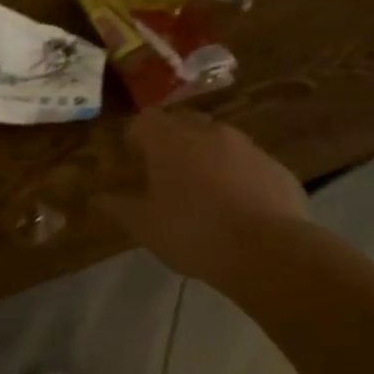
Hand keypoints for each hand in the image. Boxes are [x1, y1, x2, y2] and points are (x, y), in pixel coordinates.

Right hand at [97, 109, 307, 283]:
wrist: (271, 252)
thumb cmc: (194, 234)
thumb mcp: (145, 227)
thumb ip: (118, 207)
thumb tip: (96, 198)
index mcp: (170, 140)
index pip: (144, 120)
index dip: (136, 138)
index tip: (134, 161)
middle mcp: (208, 132)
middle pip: (182, 123)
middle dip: (171, 142)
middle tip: (166, 174)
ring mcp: (247, 147)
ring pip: (218, 141)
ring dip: (206, 157)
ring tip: (204, 192)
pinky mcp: (276, 167)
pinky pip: (248, 163)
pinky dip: (238, 176)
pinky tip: (239, 208)